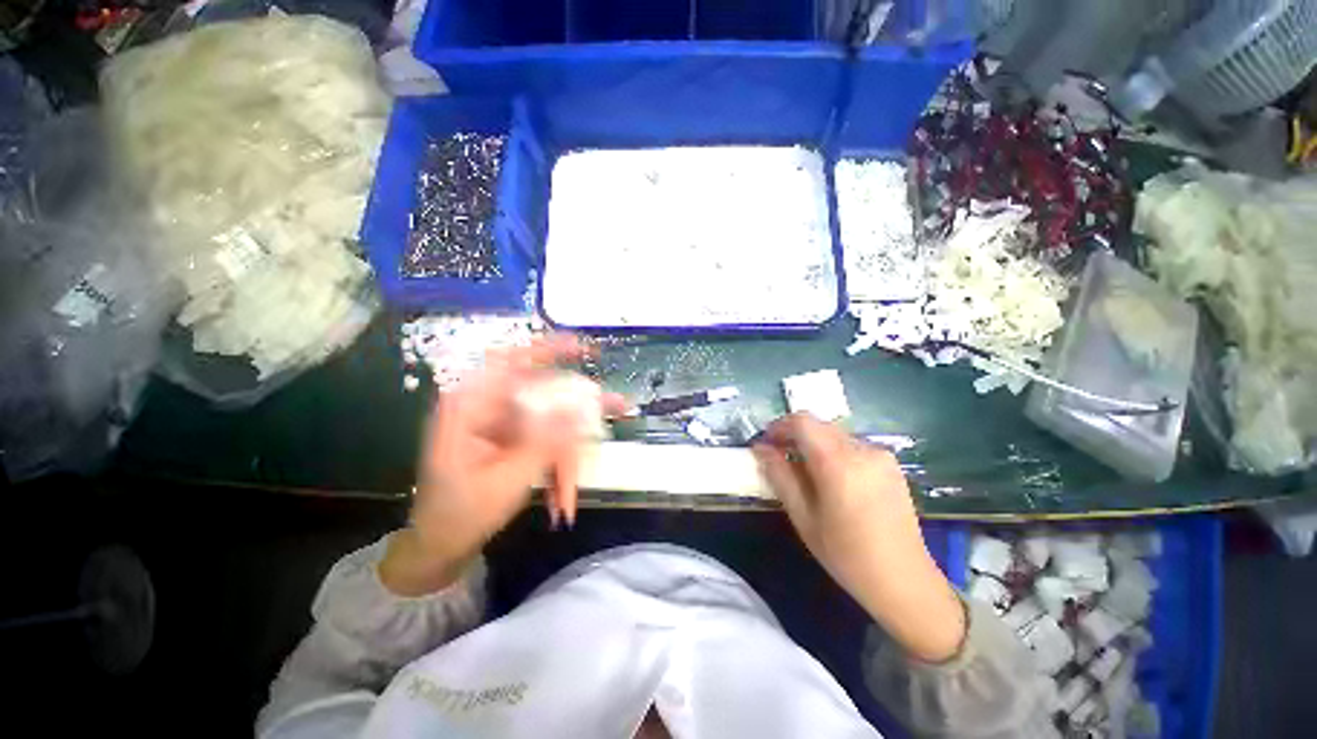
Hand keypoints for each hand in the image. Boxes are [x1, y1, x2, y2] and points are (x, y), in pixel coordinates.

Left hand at [381, 336, 621, 596]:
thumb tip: (578, 409)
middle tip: (617, 405)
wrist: (441, 547)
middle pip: (542, 393)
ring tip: (596, 456)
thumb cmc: (460, 514)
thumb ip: (544, 443)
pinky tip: (564, 495)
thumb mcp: (505, 480)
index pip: (510, 362)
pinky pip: (547, 442)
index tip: (583, 348)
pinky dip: (561, 464)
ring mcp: (503, 426)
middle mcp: (487, 408)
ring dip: (574, 445)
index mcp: (470, 407)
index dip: (547, 349)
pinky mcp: (514, 441)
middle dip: (580, 407)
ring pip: (551, 421)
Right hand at [752, 414, 965, 662]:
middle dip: (795, 435)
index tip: (767, 444)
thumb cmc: (846, 555)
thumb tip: (760, 448)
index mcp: (838, 463)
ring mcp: (880, 455)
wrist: (904, 581)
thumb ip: (780, 476)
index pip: (802, 421)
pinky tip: (833, 481)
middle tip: (780, 458)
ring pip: (835, 434)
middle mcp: (862, 450)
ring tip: (806, 473)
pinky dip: (834, 452)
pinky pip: (853, 446)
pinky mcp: (891, 465)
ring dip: (815, 444)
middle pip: (819, 425)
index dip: (779, 426)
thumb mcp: (803, 517)